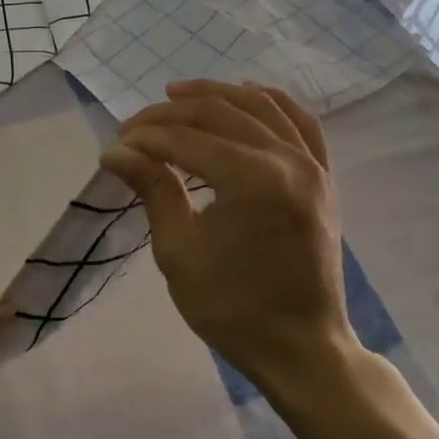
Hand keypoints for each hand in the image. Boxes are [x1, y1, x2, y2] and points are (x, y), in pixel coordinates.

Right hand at [101, 80, 356, 389]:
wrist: (300, 346)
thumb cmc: (232, 308)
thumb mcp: (179, 251)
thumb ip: (153, 190)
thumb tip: (116, 151)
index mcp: (252, 180)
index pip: (186, 140)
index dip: (145, 138)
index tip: (114, 147)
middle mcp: (287, 159)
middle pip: (219, 114)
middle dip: (170, 115)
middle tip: (134, 128)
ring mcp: (312, 165)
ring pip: (260, 107)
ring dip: (216, 94)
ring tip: (176, 93)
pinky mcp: (324, 177)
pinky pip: (301, 123)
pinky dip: (271, 102)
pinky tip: (248, 92)